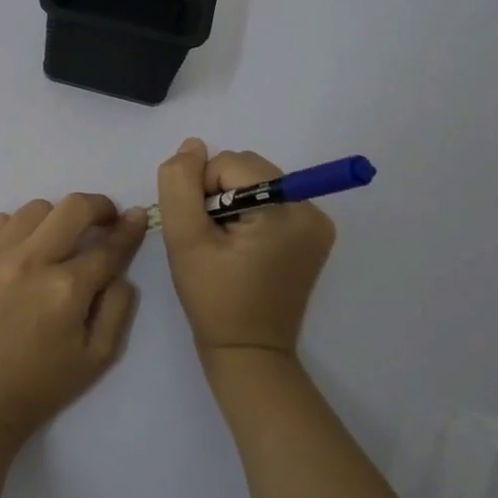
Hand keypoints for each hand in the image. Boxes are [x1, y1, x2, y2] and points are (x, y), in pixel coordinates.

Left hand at [0, 194, 148, 441]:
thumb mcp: (97, 358)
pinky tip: (21, 249)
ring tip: (57, 241)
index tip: (137, 217)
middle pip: (74, 207)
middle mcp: (32, 261)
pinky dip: (17, 227)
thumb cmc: (40, 386)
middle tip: (104, 219)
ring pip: (36, 209)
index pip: (109, 246)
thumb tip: (121, 269)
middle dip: (98, 207)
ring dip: (56, 219)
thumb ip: (118, 307)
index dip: (129, 229)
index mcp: (67, 289)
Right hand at [155, 139, 335, 360]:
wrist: (248, 350)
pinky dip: (250, 213)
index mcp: (286, 211)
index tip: (201, 230)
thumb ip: (180, 184)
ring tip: (225, 244)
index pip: (230, 164)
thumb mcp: (185, 239)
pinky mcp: (313, 235)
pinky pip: (271, 200)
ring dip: (232, 202)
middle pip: (247, 169)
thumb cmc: (213, 298)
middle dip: (219, 194)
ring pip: (256, 181)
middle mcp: (311, 210)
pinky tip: (241, 246)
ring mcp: (317, 223)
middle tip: (212, 239)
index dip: (202, 190)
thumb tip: (192, 146)